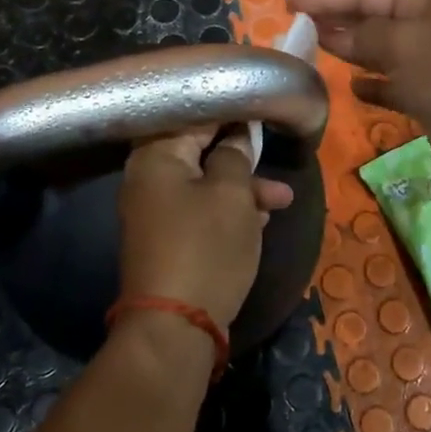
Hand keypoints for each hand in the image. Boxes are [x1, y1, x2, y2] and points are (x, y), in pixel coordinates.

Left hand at [117, 124, 293, 329]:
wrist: (176, 325)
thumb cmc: (206, 247)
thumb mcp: (232, 194)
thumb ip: (235, 155)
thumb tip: (236, 135)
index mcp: (156, 156)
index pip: (193, 114)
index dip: (230, 109)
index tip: (261, 106)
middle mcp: (148, 178)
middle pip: (198, 150)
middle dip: (240, 154)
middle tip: (273, 151)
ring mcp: (156, 211)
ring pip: (205, 184)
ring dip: (243, 188)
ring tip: (283, 199)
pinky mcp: (168, 239)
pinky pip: (201, 211)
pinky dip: (229, 212)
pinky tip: (261, 218)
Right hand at [288, 0, 430, 158]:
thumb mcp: (402, 43)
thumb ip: (362, 34)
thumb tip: (332, 33)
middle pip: (374, 16)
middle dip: (336, 18)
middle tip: (296, 21)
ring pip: (382, 49)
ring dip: (351, 49)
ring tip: (315, 48)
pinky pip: (394, 82)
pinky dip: (374, 83)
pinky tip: (352, 87)